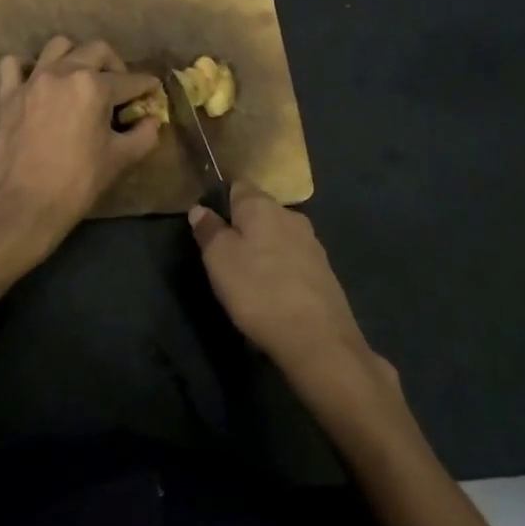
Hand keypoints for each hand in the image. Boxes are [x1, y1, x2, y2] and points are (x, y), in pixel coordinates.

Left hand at [0, 36, 160, 253]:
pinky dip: (27, 67)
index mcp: (94, 86)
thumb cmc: (78, 181)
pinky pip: (14, 65)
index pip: (130, 80)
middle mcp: (63, 72)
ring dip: (75, 56)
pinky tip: (37, 82)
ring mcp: (33, 80)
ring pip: (58, 46)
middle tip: (119, 87)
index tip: (152, 91)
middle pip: (97, 51)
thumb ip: (144, 134)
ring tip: (80, 77)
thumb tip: (152, 120)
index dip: (146, 86)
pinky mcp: (9, 94)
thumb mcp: (121, 159)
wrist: (26, 203)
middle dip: (115, 65)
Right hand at [188, 181, 377, 387]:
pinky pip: (292, 260)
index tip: (209, 227)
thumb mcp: (219, 259)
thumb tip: (200, 209)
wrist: (317, 339)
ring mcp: (312, 243)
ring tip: (247, 280)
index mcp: (263, 206)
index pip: (238, 186)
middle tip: (223, 258)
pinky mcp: (324, 271)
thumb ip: (208, 230)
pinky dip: (279, 270)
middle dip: (242, 228)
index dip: (220, 202)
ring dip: (262, 251)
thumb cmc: (258, 291)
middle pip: (259, 212)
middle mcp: (291, 216)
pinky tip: (272, 294)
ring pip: (277, 237)